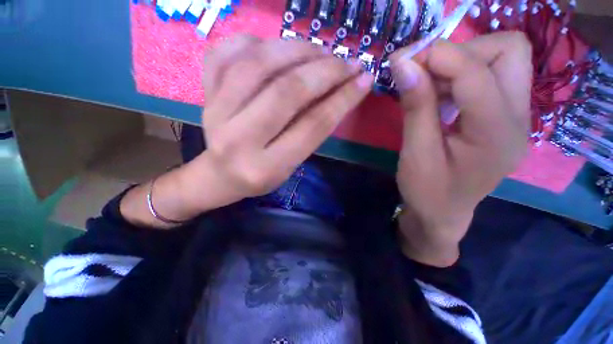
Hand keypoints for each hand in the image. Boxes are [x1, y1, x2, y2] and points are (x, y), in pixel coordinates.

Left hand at [121, 35, 372, 228]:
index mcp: (267, 167)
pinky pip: (226, 53)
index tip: (364, 79)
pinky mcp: (204, 94)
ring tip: (319, 50)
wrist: (220, 174)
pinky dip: (255, 41)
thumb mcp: (291, 164)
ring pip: (257, 65)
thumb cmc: (261, 175)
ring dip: (295, 49)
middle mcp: (239, 139)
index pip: (312, 126)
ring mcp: (215, 112)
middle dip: (324, 71)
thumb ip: (311, 132)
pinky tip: (275, 47)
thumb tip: (339, 90)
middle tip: (346, 60)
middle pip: (286, 92)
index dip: (342, 99)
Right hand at [391, 32, 531, 265]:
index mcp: (496, 134)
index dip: (438, 56)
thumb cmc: (426, 190)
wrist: (443, 213)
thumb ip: (415, 106)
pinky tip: (438, 93)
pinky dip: (461, 74)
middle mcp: (518, 118)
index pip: (477, 72)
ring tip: (427, 84)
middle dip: (461, 51)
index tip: (402, 60)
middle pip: (509, 50)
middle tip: (424, 71)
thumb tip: (403, 64)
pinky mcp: (503, 116)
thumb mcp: (415, 152)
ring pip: (503, 58)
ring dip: (460, 61)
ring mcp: (516, 116)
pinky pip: (491, 75)